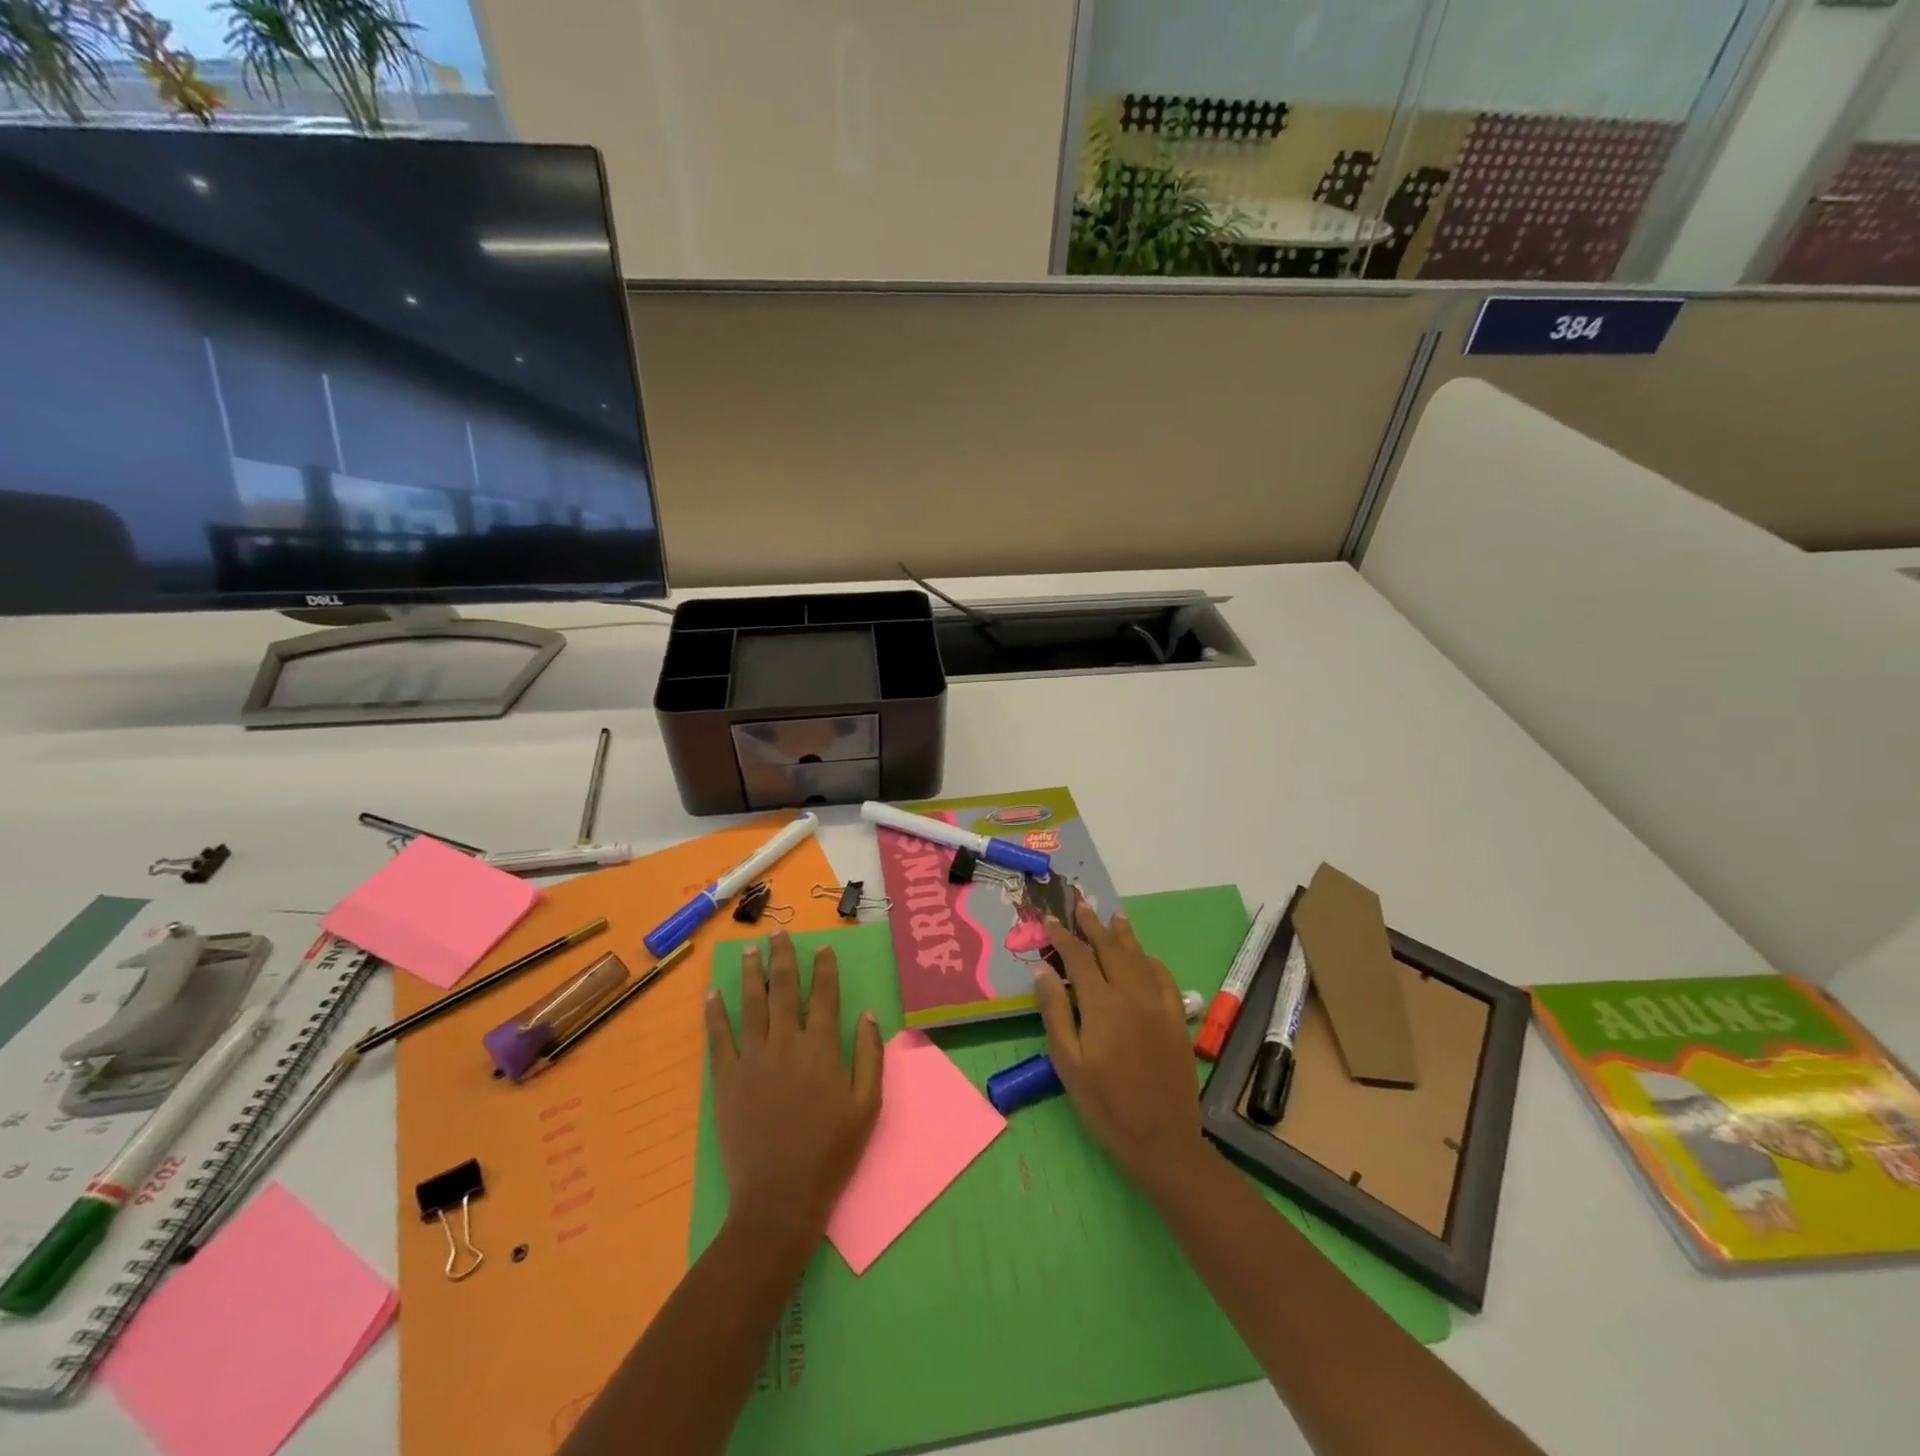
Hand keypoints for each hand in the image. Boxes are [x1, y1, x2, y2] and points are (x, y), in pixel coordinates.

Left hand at [704, 931, 883, 1240]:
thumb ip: (870, 1056)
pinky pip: (719, 1037)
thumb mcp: (867, 1106)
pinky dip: (715, 1012)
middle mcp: (786, 1042)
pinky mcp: (726, 1079)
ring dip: (751, 973)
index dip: (824, 968)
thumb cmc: (831, 1151)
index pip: (824, 995)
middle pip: (784, 989)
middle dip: (783, 957)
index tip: (822, 947)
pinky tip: (713, 993)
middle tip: (779, 933)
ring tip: (750, 950)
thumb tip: (868, 1014)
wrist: (780, 1196)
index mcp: (822, 1047)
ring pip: (751, 1003)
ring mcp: (752, 1058)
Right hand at [1034, 901, 1205, 1191]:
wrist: (1162, 1139)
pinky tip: (1146, 956)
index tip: (1051, 920)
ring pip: (1138, 957)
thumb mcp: (1068, 1062)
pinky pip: (1164, 978)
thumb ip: (1055, 1011)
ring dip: (1123, 934)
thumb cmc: (1105, 1104)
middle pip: (1110, 948)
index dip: (1063, 936)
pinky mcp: (1176, 1019)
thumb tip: (1042, 969)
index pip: (1079, 957)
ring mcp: (1157, 1004)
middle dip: (1093, 924)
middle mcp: (1131, 994)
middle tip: (1081, 904)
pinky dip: (1151, 961)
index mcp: (1101, 1003)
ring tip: (1113, 915)